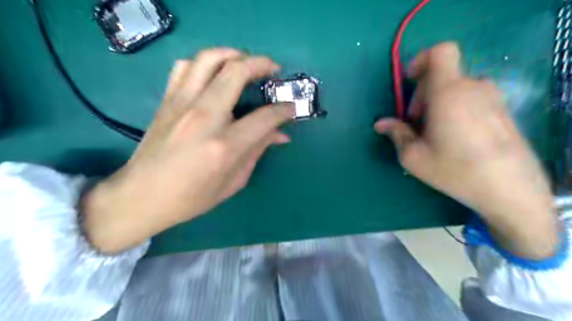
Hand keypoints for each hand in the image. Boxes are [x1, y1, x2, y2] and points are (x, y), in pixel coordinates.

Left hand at [82, 48, 294, 252]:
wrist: (142, 195)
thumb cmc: (192, 197)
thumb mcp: (234, 181)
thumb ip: (258, 151)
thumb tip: (280, 134)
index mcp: (225, 146)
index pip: (264, 117)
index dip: (284, 110)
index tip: (291, 108)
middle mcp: (204, 117)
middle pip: (237, 72)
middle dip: (262, 64)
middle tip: (274, 70)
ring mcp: (182, 104)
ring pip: (209, 59)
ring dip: (233, 54)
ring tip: (246, 62)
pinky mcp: (167, 100)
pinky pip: (186, 66)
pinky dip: (204, 62)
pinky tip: (214, 73)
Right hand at [377, 42, 558, 258]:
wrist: (510, 189)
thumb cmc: (454, 169)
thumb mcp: (414, 156)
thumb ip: (396, 134)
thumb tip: (381, 124)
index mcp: (448, 92)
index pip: (440, 52)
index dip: (422, 59)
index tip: (411, 81)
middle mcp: (473, 87)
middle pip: (442, 76)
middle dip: (422, 95)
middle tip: (416, 123)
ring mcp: (492, 98)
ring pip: (456, 89)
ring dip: (439, 103)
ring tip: (435, 133)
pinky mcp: (502, 110)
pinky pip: (471, 99)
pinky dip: (456, 109)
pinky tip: (456, 137)